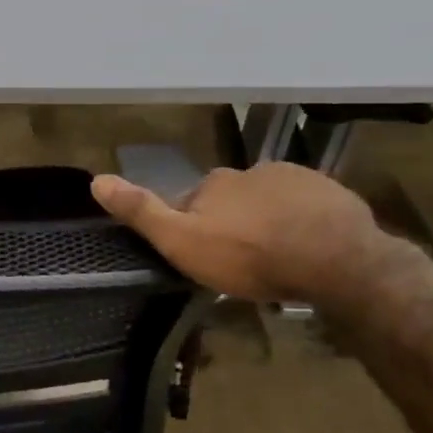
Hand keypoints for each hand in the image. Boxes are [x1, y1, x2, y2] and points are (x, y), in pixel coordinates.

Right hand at [90, 163, 378, 301]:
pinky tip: (309, 250)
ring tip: (277, 258)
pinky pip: (307, 207)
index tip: (203, 254)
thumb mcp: (182, 241)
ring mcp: (295, 178)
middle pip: (233, 198)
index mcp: (214, 182)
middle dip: (233, 221)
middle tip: (241, 261)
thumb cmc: (249, 256)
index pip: (192, 200)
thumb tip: (96, 179)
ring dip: (268, 221)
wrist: (337, 261)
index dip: (193, 225)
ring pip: (270, 201)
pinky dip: (303, 223)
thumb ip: (142, 212)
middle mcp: (251, 171)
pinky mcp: (332, 193)